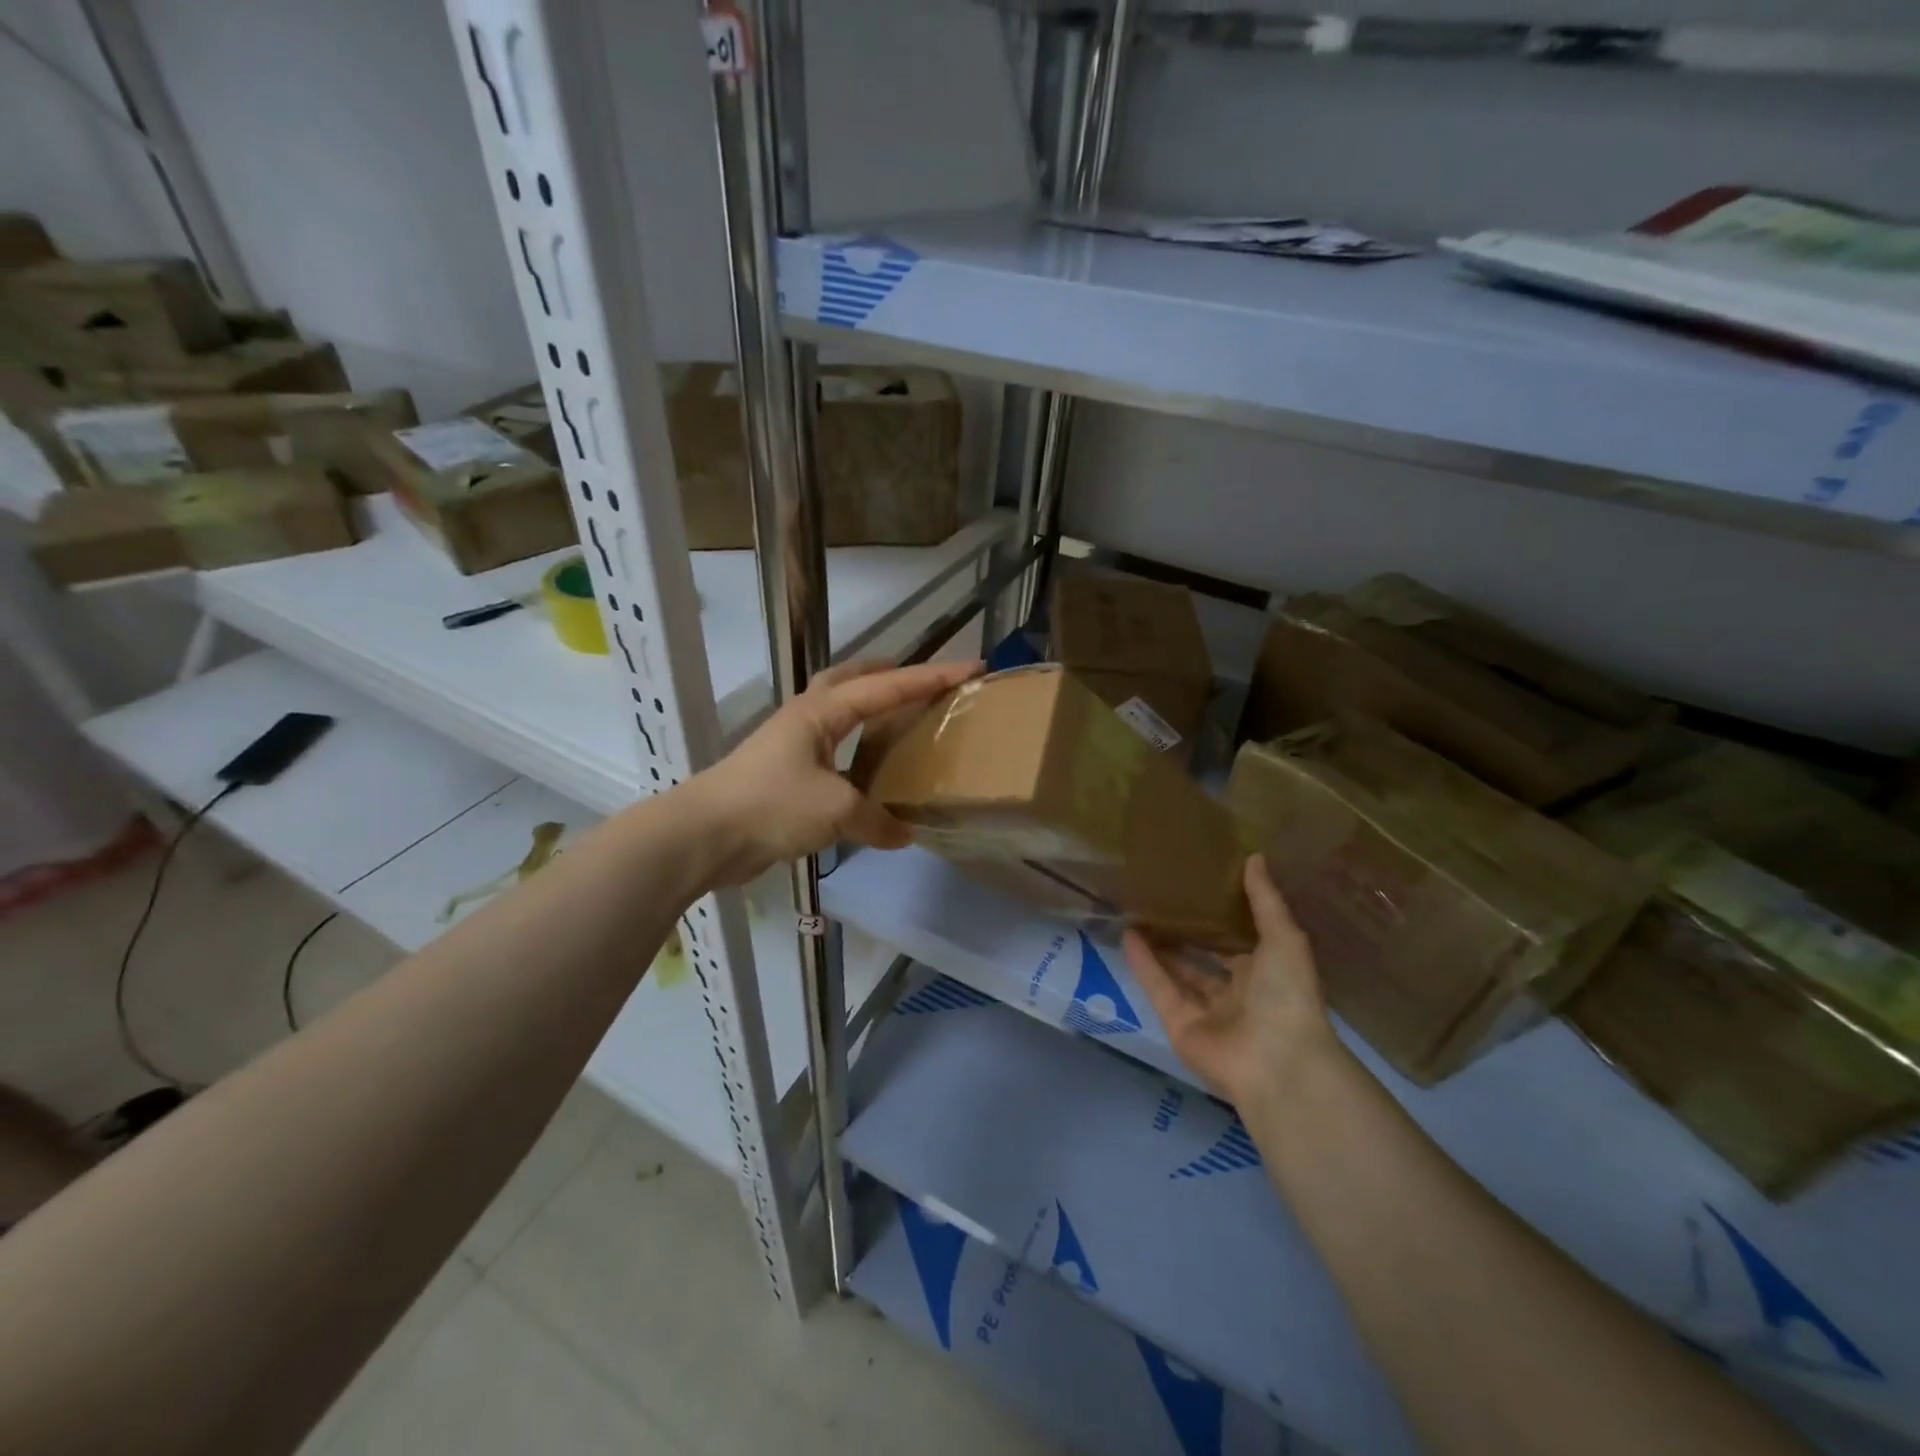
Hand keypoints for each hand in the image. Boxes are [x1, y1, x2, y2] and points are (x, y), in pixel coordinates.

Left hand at [687, 657, 979, 886]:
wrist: (704, 835)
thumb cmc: (772, 805)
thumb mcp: (836, 811)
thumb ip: (876, 819)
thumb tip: (904, 834)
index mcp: (822, 711)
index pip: (888, 686)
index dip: (932, 677)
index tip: (971, 668)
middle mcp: (807, 717)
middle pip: (852, 679)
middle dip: (889, 673)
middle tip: (923, 682)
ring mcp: (791, 743)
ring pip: (838, 710)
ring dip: (869, 705)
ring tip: (898, 719)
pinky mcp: (783, 772)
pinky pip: (831, 746)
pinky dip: (855, 746)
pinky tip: (867, 771)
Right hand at [1124, 855, 1335, 1108]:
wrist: (1277, 1062)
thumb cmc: (1287, 995)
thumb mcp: (1284, 938)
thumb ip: (1265, 900)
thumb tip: (1254, 856)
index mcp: (1266, 975)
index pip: (1240, 943)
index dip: (1221, 918)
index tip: (1199, 887)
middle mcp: (1236, 994)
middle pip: (1205, 959)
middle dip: (1186, 933)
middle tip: (1161, 898)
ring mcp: (1205, 1012)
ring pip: (1178, 973)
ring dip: (1160, 946)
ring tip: (1137, 911)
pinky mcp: (1178, 1025)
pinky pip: (1159, 988)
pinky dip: (1143, 963)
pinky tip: (1128, 934)